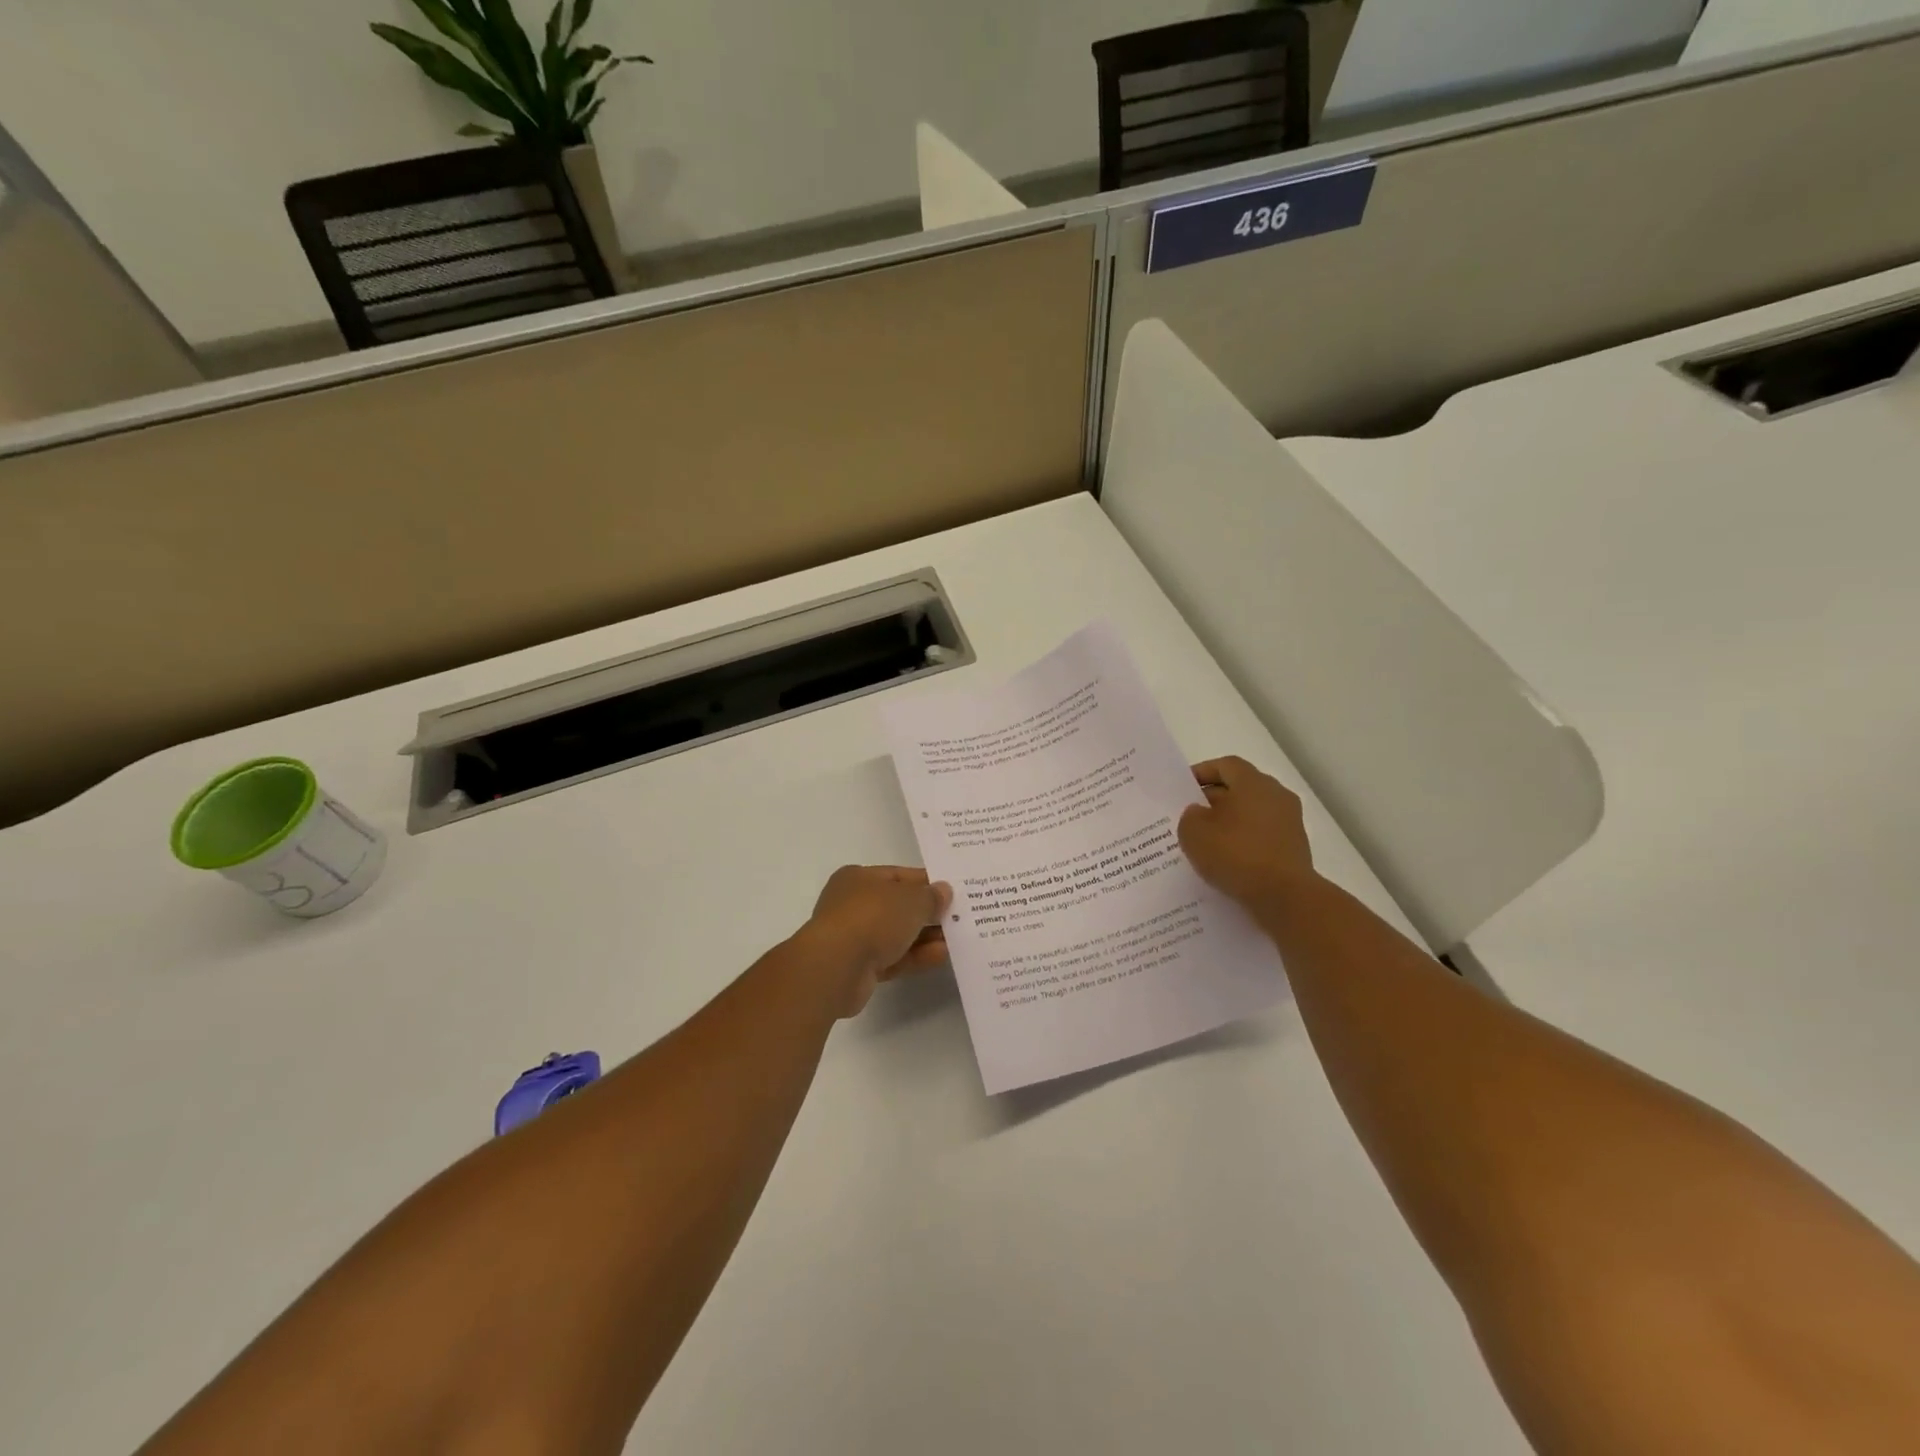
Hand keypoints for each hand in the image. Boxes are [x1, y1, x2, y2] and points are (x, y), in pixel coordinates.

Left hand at [801, 866, 952, 1016]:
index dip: (927, 883)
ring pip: (896, 934)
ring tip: (956, 939)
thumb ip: (931, 896)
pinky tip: (941, 956)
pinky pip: (893, 958)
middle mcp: (853, 904)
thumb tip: (944, 891)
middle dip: (928, 913)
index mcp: (859, 878)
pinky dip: (915, 956)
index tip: (953, 892)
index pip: (899, 876)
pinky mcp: (859, 967)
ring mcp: (854, 937)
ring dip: (925, 937)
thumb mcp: (911, 900)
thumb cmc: (872, 917)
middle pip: (898, 906)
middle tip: (960, 917)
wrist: (835, 966)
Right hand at [1178, 757, 1319, 916]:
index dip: (1202, 772)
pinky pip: (1262, 836)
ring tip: (1206, 841)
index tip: (1183, 788)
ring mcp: (1289, 823)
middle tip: (1190, 816)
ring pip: (1251, 814)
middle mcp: (1276, 795)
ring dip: (1229, 823)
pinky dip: (1244, 842)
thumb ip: (1190, 816)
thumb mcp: (1193, 832)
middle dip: (1213, 800)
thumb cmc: (1236, 855)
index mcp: (1254, 783)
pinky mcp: (1294, 848)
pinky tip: (1226, 860)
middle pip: (1240, 788)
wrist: (1284, 897)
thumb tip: (1199, 813)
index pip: (1226, 765)